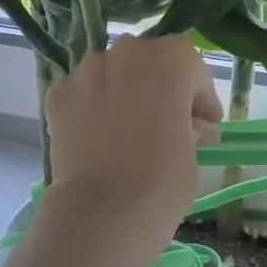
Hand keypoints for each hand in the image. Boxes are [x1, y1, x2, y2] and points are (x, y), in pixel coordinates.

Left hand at [40, 35, 222, 251]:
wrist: (102, 211)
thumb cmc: (163, 181)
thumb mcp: (192, 153)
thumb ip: (192, 129)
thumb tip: (195, 127)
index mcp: (169, 62)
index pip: (191, 66)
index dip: (201, 95)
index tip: (207, 123)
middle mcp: (126, 55)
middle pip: (150, 62)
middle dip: (161, 87)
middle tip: (171, 121)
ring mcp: (86, 72)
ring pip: (113, 73)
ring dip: (125, 92)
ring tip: (130, 129)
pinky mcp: (59, 95)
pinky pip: (85, 93)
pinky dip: (94, 107)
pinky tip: (100, 137)